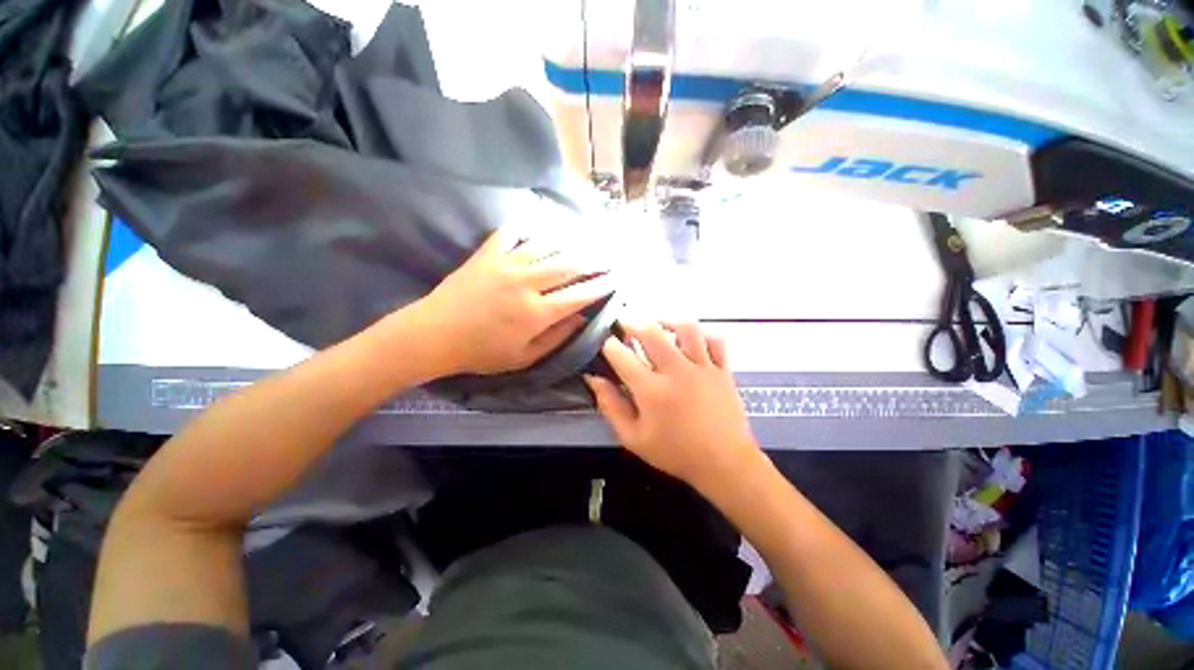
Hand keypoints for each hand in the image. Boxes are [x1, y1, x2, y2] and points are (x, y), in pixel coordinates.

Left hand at [416, 225, 615, 376]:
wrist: (434, 335)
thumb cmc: (482, 352)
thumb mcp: (524, 357)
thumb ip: (556, 337)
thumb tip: (582, 317)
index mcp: (537, 313)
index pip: (579, 295)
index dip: (601, 286)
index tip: (615, 278)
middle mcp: (527, 284)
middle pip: (570, 266)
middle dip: (594, 260)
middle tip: (609, 256)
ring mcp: (507, 264)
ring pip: (548, 246)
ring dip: (571, 243)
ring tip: (587, 240)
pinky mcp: (488, 253)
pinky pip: (513, 232)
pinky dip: (529, 225)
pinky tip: (541, 222)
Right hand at [585, 322, 763, 488]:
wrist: (724, 464)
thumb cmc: (675, 453)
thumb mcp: (633, 439)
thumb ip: (611, 407)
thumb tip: (594, 380)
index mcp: (651, 390)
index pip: (621, 355)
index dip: (608, 346)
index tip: (606, 345)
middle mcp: (676, 371)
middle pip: (651, 331)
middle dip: (632, 322)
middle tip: (625, 322)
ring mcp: (703, 367)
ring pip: (686, 328)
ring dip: (668, 321)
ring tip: (658, 325)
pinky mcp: (722, 370)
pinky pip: (715, 341)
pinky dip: (702, 335)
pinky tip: (691, 340)